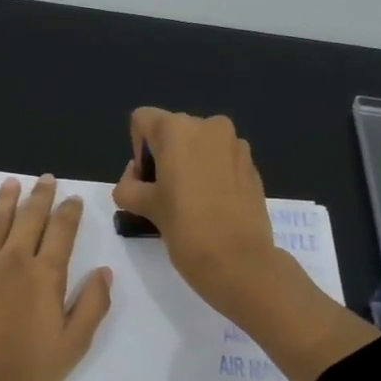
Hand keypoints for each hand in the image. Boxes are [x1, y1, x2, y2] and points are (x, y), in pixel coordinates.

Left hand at [0, 175, 113, 380]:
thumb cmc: (25, 373)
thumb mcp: (72, 346)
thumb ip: (92, 306)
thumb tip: (104, 272)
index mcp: (46, 276)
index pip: (62, 233)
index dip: (70, 213)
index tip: (74, 199)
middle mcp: (13, 261)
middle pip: (29, 219)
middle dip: (40, 197)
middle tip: (46, 179)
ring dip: (5, 200)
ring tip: (12, 183)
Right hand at [112, 108, 286, 321]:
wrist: (238, 260)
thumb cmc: (185, 228)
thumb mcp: (143, 207)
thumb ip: (128, 186)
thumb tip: (134, 179)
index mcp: (177, 129)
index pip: (143, 120)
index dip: (138, 149)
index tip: (146, 180)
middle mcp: (209, 126)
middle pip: (173, 131)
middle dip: (164, 157)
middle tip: (164, 195)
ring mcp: (236, 144)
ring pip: (200, 146)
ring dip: (189, 165)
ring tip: (191, 202)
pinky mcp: (252, 165)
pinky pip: (222, 160)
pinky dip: (212, 175)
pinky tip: (213, 206)